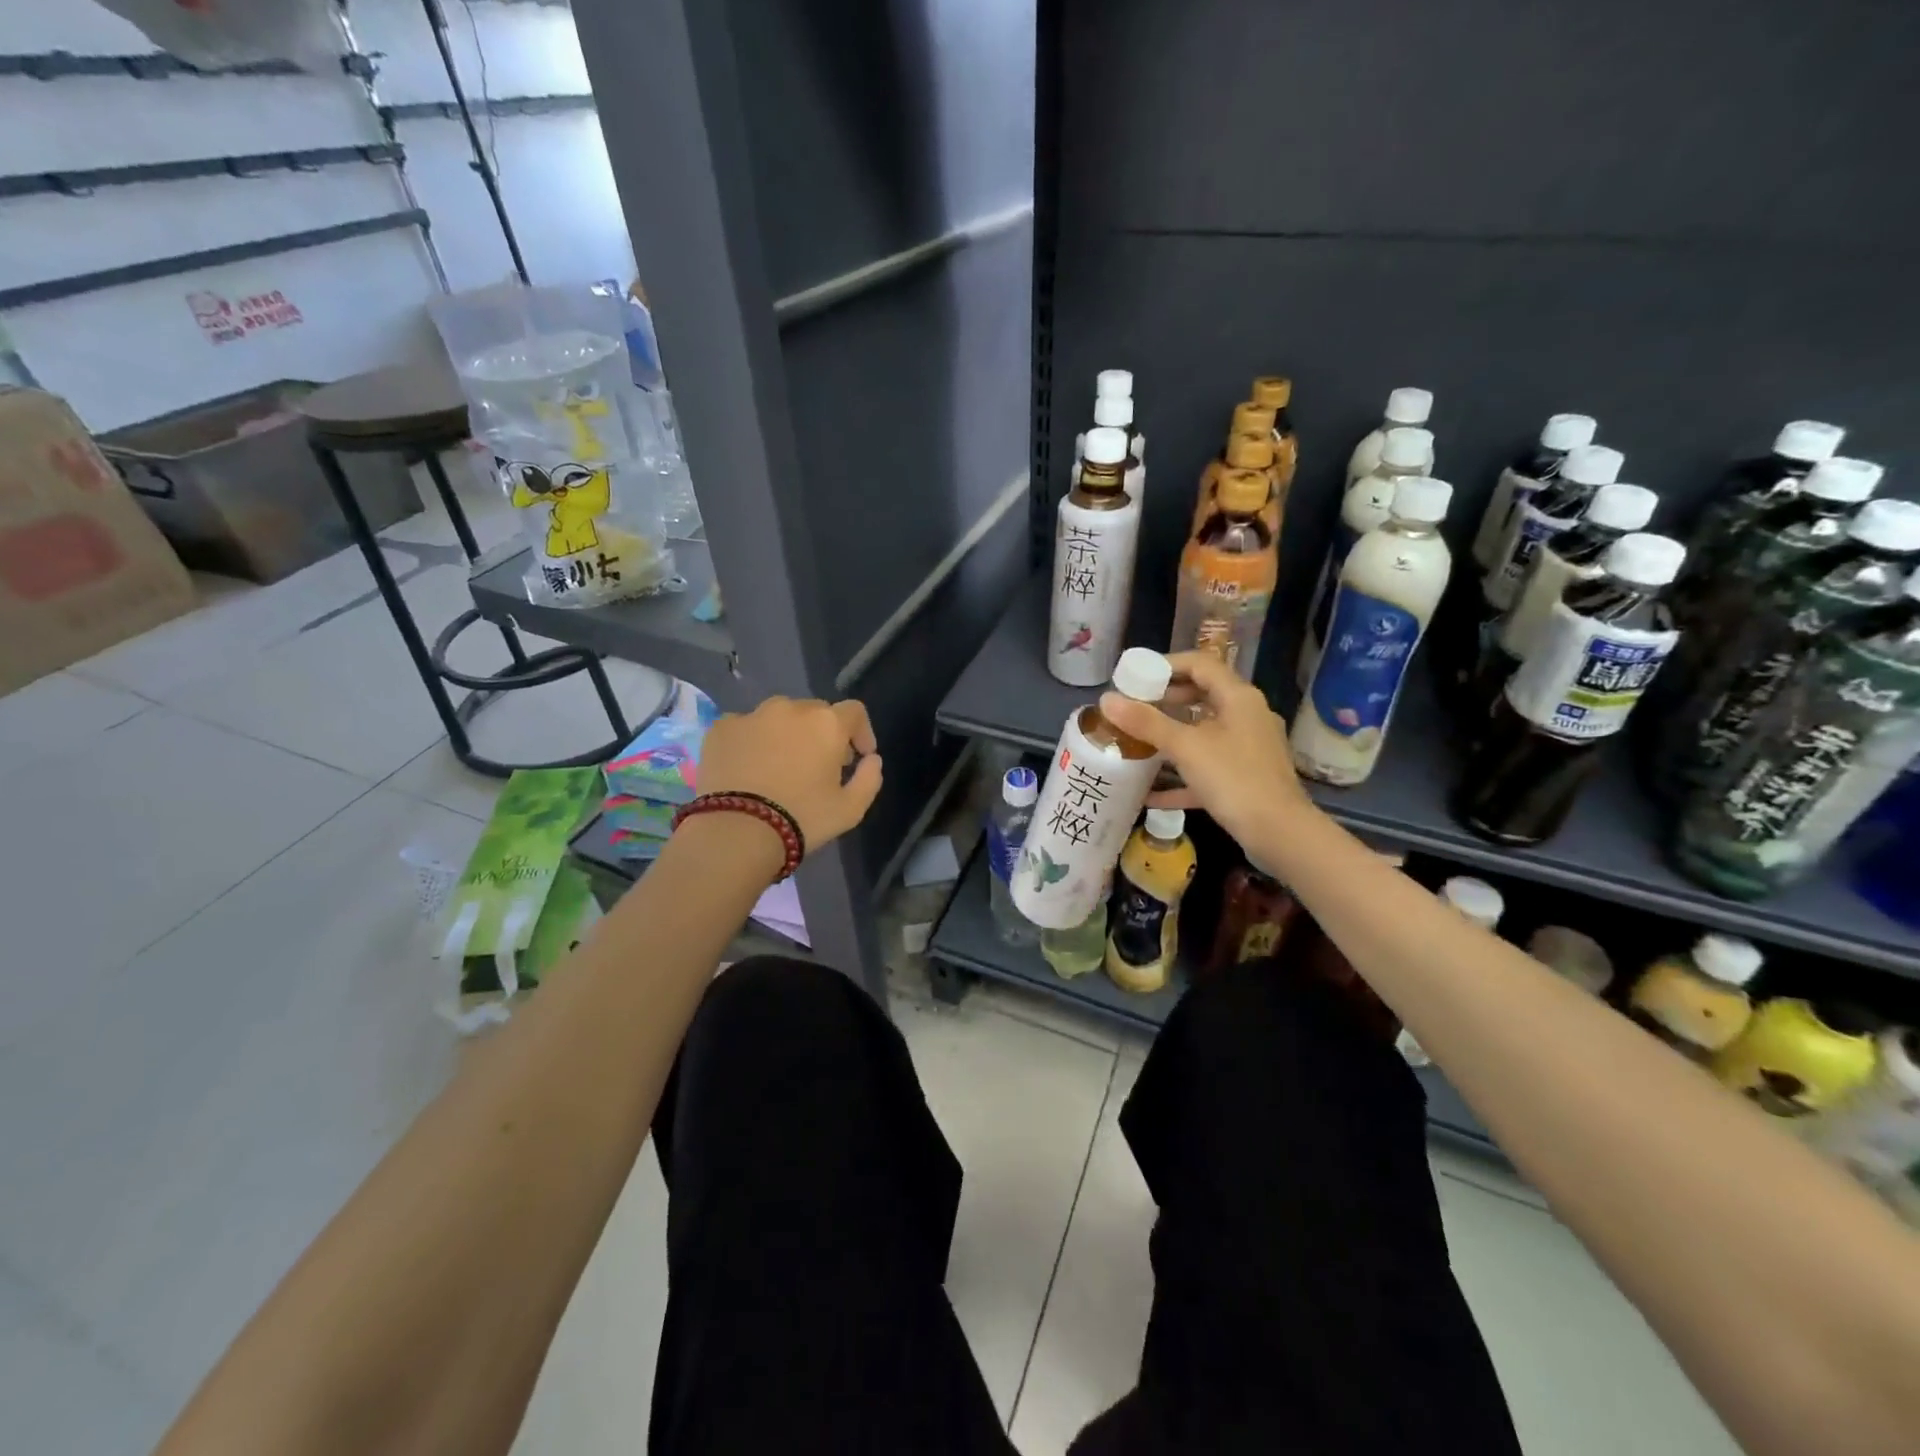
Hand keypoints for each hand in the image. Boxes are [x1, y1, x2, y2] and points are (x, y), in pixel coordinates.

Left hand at [696, 696, 883, 854]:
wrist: (736, 831)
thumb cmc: (802, 819)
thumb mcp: (850, 809)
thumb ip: (869, 779)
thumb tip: (871, 760)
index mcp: (827, 723)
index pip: (855, 712)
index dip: (861, 732)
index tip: (858, 757)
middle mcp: (791, 708)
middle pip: (816, 712)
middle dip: (822, 734)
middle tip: (818, 766)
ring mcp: (752, 715)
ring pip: (779, 717)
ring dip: (787, 734)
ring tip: (779, 765)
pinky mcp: (721, 728)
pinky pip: (745, 728)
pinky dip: (752, 742)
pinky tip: (748, 769)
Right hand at [1099, 651, 1316, 856]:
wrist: (1280, 834)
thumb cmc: (1234, 779)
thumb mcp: (1186, 747)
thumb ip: (1146, 722)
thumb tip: (1107, 700)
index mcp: (1238, 698)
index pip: (1200, 664)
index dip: (1166, 665)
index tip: (1135, 677)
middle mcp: (1247, 716)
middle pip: (1202, 695)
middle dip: (1166, 699)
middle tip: (1133, 707)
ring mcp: (1248, 748)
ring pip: (1204, 731)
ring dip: (1172, 734)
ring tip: (1138, 740)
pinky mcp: (1245, 777)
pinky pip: (1208, 766)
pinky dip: (1182, 773)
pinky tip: (1151, 793)